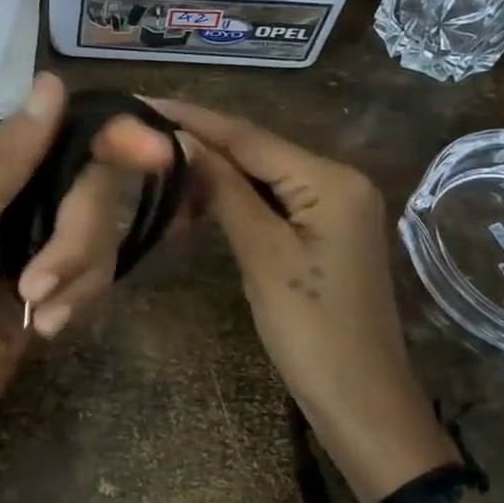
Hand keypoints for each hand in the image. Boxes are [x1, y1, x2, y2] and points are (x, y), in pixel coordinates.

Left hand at [0, 74, 174, 479]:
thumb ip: (8, 158)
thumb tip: (52, 82)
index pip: (63, 136)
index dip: (113, 141)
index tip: (159, 154)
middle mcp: (14, 200)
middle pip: (90, 192)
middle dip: (75, 242)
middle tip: (39, 287)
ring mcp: (34, 246)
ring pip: (98, 238)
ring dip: (74, 281)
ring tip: (37, 316)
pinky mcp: (52, 289)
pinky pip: (94, 278)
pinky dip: (76, 304)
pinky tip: (42, 331)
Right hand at [150, 99, 457, 502]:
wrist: (361, 400)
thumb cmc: (311, 330)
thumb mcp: (262, 255)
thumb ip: (224, 190)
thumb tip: (182, 140)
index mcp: (331, 179)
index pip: (250, 137)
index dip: (194, 119)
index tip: (144, 102)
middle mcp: (339, 180)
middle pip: (258, 151)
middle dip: (201, 145)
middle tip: (142, 134)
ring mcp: (336, 206)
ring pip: (263, 176)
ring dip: (215, 175)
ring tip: (160, 166)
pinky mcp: (326, 231)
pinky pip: (274, 201)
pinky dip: (237, 200)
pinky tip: (200, 200)